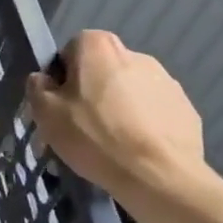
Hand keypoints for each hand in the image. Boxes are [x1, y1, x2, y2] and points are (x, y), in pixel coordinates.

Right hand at [25, 31, 222, 217]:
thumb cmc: (94, 136)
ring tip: (112, 145)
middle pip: (101, 71)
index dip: (61, 79)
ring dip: (119, 109)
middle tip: (83, 128)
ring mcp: (166, 81)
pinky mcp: (186, 108)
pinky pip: (154, 112)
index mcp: (98, 46)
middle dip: (91, 93)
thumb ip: (37, 87)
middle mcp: (134, 54)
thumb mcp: (46, 113)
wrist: (158, 176)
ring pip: (129, 91)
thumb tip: (44, 80)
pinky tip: (137, 151)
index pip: (70, 52)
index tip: (60, 107)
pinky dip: (144, 125)